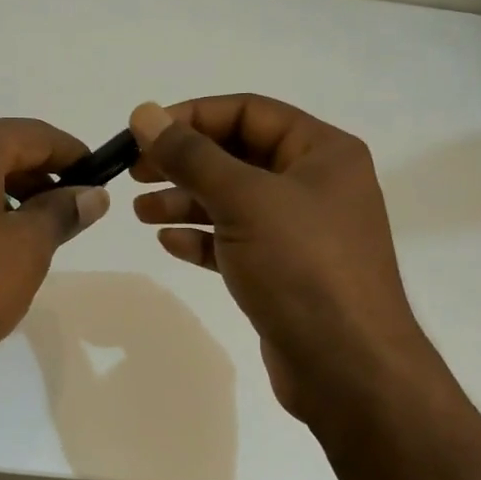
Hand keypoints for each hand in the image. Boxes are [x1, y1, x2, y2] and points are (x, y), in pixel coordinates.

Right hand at [128, 96, 425, 417]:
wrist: (348, 367)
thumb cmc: (302, 267)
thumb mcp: (244, 200)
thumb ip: (191, 155)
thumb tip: (144, 113)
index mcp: (321, 152)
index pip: (249, 112)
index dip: (192, 116)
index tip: (142, 133)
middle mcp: (314, 184)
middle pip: (238, 155)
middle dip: (184, 162)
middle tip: (133, 172)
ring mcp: (300, 231)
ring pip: (233, 201)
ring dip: (185, 201)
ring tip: (140, 211)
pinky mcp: (284, 272)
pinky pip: (236, 242)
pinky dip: (202, 238)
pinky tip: (169, 243)